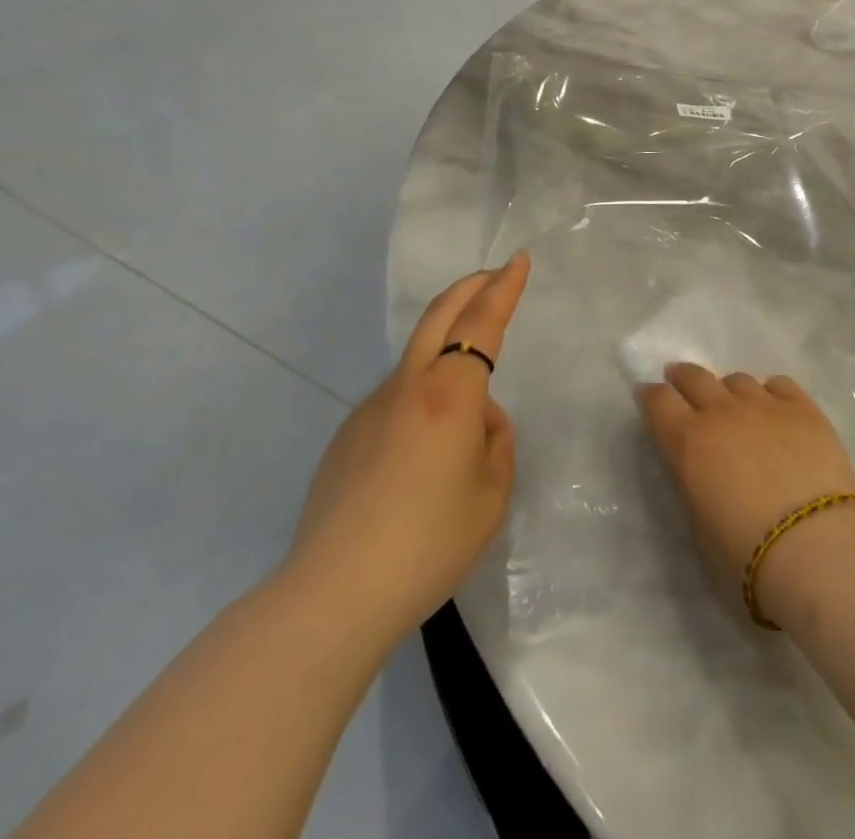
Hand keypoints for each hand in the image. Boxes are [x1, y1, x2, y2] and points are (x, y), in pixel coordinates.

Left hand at [276, 255, 530, 645]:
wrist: (335, 593)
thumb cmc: (428, 543)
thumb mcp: (490, 495)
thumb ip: (496, 444)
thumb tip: (480, 421)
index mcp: (450, 394)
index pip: (482, 323)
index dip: (504, 288)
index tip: (518, 261)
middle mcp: (408, 387)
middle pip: (439, 315)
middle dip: (471, 286)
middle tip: (495, 275)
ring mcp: (371, 408)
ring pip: (417, 359)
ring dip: (447, 349)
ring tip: (470, 413)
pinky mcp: (348, 435)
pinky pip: (397, 400)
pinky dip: (423, 399)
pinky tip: (424, 457)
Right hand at [638, 365, 854, 625]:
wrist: (815, 548)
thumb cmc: (746, 554)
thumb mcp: (699, 525)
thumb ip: (693, 484)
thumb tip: (699, 468)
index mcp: (688, 442)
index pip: (657, 401)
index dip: (650, 396)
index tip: (649, 397)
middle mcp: (721, 412)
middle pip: (693, 377)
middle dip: (682, 377)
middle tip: (679, 381)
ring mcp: (764, 405)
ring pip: (736, 379)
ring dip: (728, 390)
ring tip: (735, 406)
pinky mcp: (803, 408)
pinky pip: (778, 384)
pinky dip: (770, 393)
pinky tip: (775, 409)